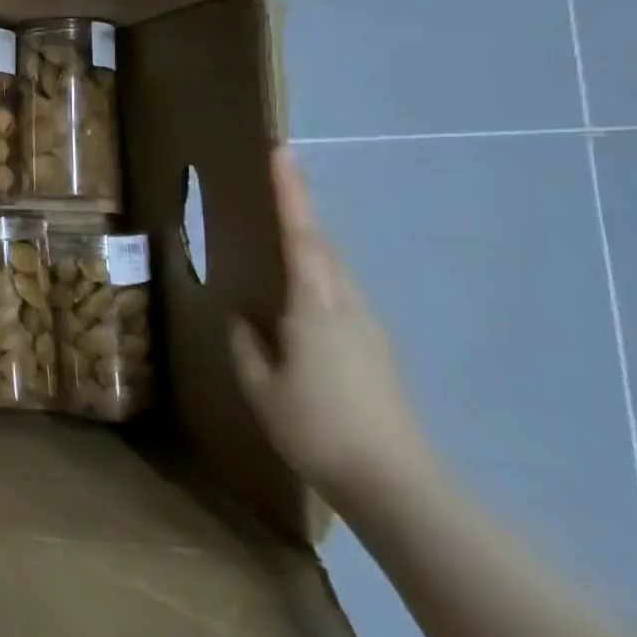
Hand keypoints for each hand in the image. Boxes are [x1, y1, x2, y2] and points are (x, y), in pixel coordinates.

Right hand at [231, 147, 430, 506]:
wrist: (395, 483)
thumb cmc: (315, 428)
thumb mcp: (260, 385)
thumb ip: (246, 344)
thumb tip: (241, 317)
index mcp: (315, 308)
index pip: (301, 237)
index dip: (290, 193)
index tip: (283, 153)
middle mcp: (347, 307)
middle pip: (322, 246)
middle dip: (299, 210)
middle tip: (273, 182)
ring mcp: (367, 328)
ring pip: (333, 270)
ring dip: (308, 244)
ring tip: (275, 233)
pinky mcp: (374, 348)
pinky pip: (338, 294)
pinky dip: (315, 275)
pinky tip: (293, 295)